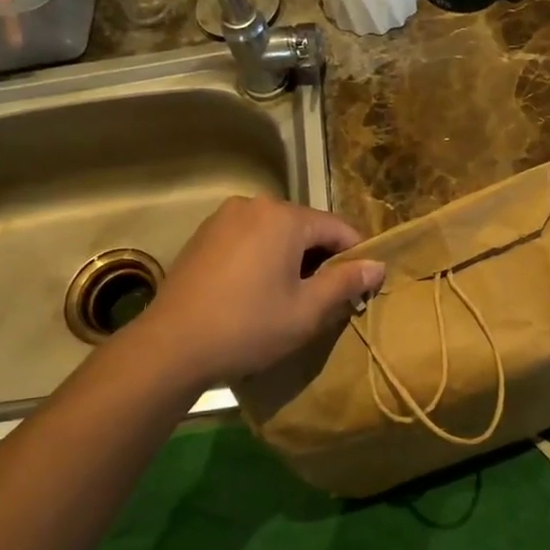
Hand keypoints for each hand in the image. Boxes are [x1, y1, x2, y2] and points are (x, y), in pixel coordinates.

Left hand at [135, 196, 384, 385]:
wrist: (171, 345)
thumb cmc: (248, 327)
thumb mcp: (306, 310)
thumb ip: (345, 282)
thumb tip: (377, 265)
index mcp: (284, 217)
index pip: (339, 228)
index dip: (356, 257)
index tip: (361, 288)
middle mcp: (255, 204)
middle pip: (306, 227)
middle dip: (322, 258)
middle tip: (326, 298)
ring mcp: (224, 217)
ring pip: (276, 233)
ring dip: (291, 258)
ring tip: (291, 297)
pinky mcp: (204, 235)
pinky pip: (249, 239)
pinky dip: (263, 258)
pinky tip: (257, 291)